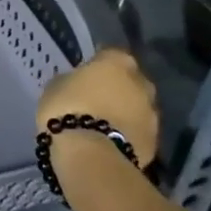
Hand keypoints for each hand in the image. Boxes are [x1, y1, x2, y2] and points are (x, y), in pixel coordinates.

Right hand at [36, 47, 159, 171]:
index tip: (85, 76)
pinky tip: (110, 142)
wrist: (91, 155)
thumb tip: (78, 84)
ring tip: (103, 125)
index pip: (109, 55)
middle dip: (117, 88)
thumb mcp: (56, 86)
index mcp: (117, 62)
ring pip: (137, 107)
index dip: (97, 65)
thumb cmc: (66, 109)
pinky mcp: (155, 141)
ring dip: (125, 112)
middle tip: (96, 100)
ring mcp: (152, 113)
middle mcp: (141, 82)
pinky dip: (127, 133)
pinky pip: (138, 131)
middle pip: (130, 81)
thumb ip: (72, 80)